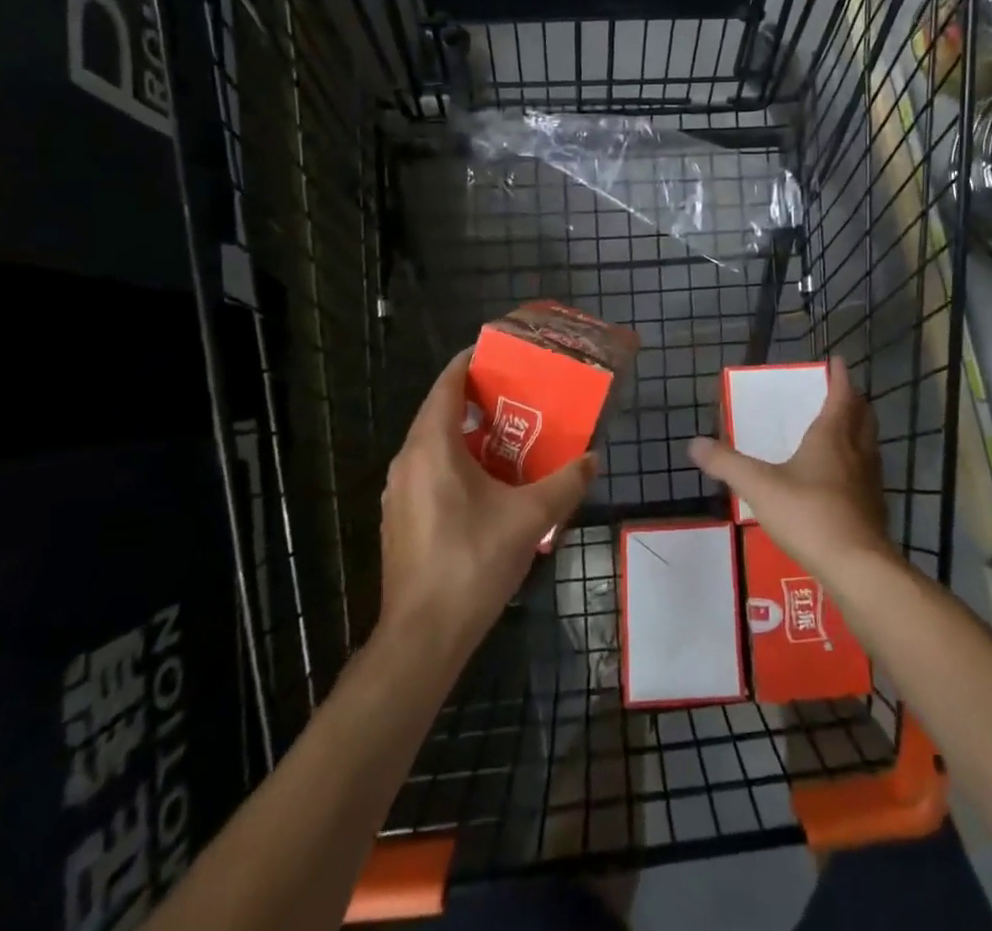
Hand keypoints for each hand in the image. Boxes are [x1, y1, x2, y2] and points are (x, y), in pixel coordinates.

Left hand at [376, 350, 597, 659]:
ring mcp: (399, 494)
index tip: (499, 354)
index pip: (445, 386)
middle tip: (518, 395)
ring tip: (510, 436)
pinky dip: (457, 463)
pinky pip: (429, 473)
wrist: (423, 637)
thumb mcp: (530, 517)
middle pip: (439, 413)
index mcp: (431, 448)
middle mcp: (407, 462)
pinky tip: (489, 484)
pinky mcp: (401, 520)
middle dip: (477, 400)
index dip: (469, 363)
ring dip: (468, 435)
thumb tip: (592, 458)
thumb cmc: (473, 562)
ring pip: (434, 446)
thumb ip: (566, 482)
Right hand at [687, 357, 889, 580]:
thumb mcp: (759, 486)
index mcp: (831, 436)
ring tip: (843, 430)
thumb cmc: (808, 514)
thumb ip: (726, 464)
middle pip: (863, 416)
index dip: (840, 376)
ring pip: (869, 444)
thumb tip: (694, 443)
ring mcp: (870, 481)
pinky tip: (843, 480)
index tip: (838, 361)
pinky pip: (868, 473)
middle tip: (842, 393)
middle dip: (854, 400)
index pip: (841, 395)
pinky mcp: (874, 508)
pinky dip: (858, 463)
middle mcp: (856, 451)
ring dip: (859, 430)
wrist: (856, 566)